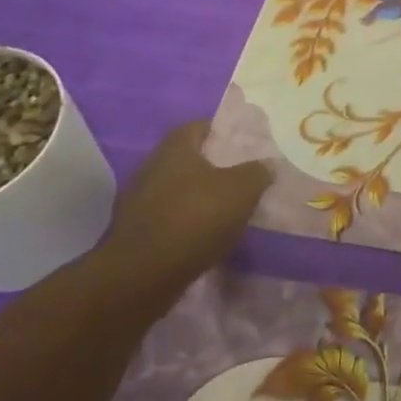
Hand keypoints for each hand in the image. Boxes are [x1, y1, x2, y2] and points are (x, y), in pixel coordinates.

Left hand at [102, 121, 270, 288]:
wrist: (143, 274)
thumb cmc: (196, 218)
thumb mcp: (241, 191)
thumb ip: (257, 172)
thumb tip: (267, 164)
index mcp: (175, 148)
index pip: (199, 126)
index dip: (222, 132)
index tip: (242, 145)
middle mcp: (151, 166)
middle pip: (186, 159)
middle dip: (211, 167)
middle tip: (238, 178)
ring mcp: (137, 200)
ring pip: (175, 189)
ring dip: (196, 197)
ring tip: (224, 210)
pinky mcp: (132, 231)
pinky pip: (166, 217)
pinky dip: (183, 222)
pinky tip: (202, 236)